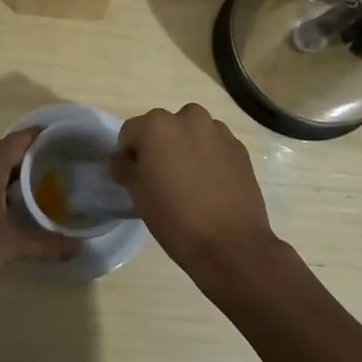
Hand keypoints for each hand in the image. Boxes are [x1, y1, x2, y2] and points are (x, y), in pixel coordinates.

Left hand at [0, 129, 75, 302]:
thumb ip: (44, 245)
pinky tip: (15, 203)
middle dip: (30, 155)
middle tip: (59, 162)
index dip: (39, 136)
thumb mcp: (11, 247)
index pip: (17, 141)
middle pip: (4, 152)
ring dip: (14, 172)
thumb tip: (76, 249)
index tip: (63, 137)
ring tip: (43, 181)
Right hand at [111, 104, 281, 288]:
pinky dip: (209, 156)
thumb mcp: (138, 194)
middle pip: (163, 126)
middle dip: (159, 146)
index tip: (134, 177)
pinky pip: (214, 145)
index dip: (129, 154)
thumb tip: (122, 160)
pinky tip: (211, 184)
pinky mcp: (239, 147)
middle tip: (162, 177)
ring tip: (190, 180)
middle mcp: (188, 117)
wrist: (231, 244)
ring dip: (185, 147)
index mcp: (156, 125)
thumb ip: (125, 168)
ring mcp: (218, 130)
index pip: (130, 132)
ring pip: (191, 132)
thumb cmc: (175, 218)